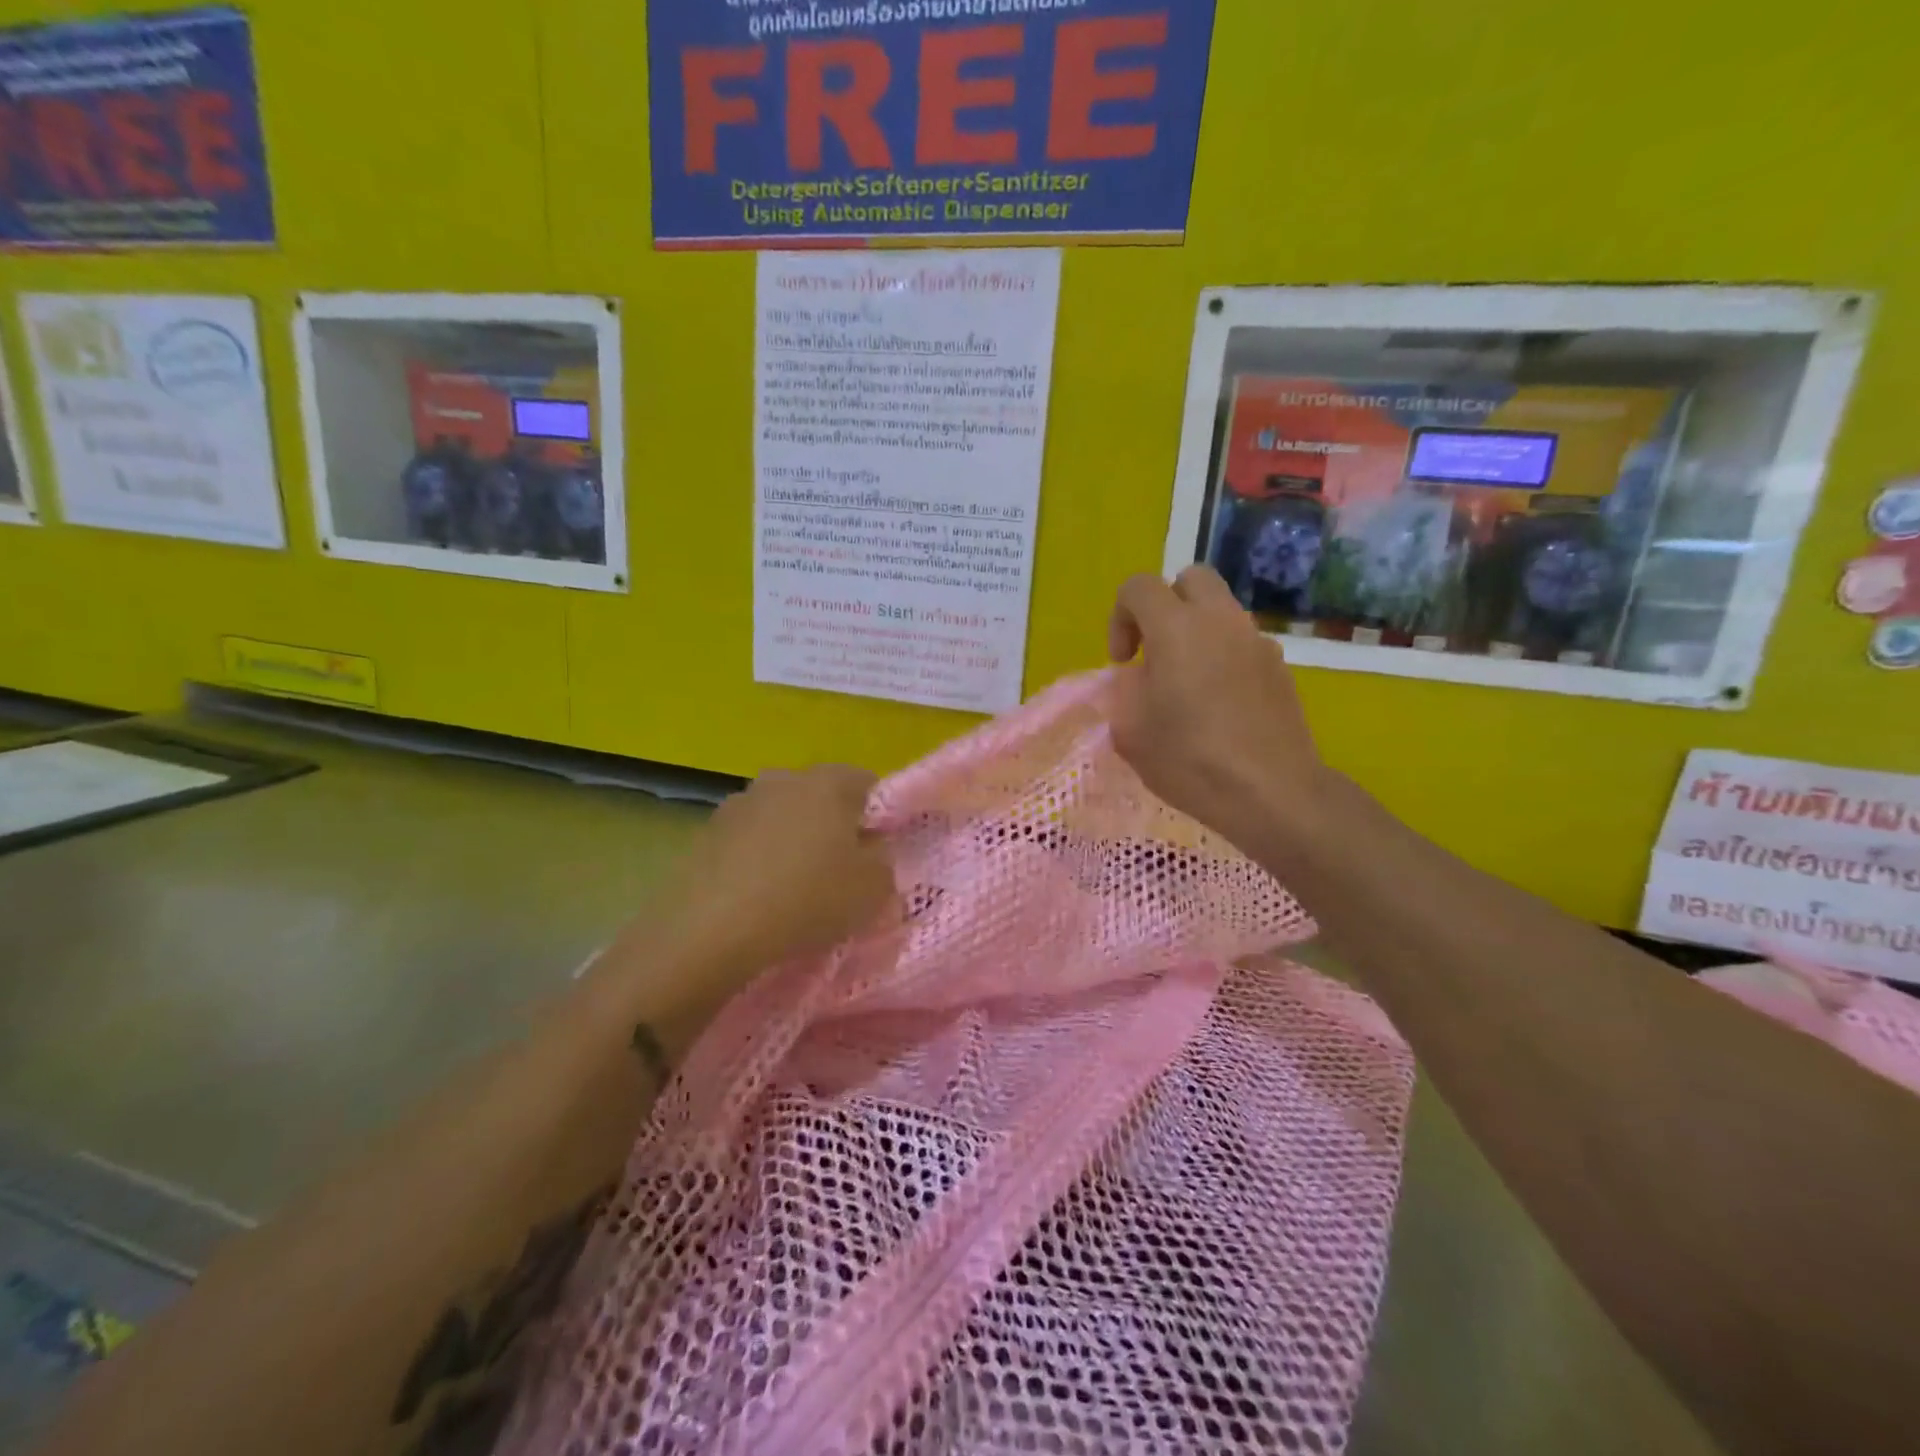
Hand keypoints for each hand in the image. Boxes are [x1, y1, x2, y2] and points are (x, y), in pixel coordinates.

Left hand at [647, 765, 896, 977]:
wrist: (712, 929)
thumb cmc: (806, 899)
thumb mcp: (873, 889)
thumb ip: (883, 862)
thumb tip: (871, 852)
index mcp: (828, 782)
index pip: (867, 783)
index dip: (878, 817)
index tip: (876, 854)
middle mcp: (783, 779)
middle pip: (821, 797)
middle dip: (832, 827)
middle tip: (839, 873)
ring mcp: (740, 802)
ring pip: (781, 817)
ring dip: (791, 841)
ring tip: (793, 889)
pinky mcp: (707, 831)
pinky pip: (748, 840)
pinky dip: (757, 859)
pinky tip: (757, 896)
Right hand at [1107, 566, 1329, 850]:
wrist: (1271, 792)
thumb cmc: (1190, 760)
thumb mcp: (1131, 732)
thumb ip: (1125, 692)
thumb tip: (1140, 679)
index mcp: (1176, 628)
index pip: (1139, 587)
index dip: (1120, 617)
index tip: (1123, 662)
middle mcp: (1220, 621)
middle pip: (1190, 579)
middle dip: (1164, 605)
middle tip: (1155, 651)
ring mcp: (1256, 641)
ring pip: (1220, 610)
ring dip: (1196, 631)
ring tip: (1187, 683)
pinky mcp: (1280, 667)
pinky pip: (1242, 642)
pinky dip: (1223, 656)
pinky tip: (1220, 704)